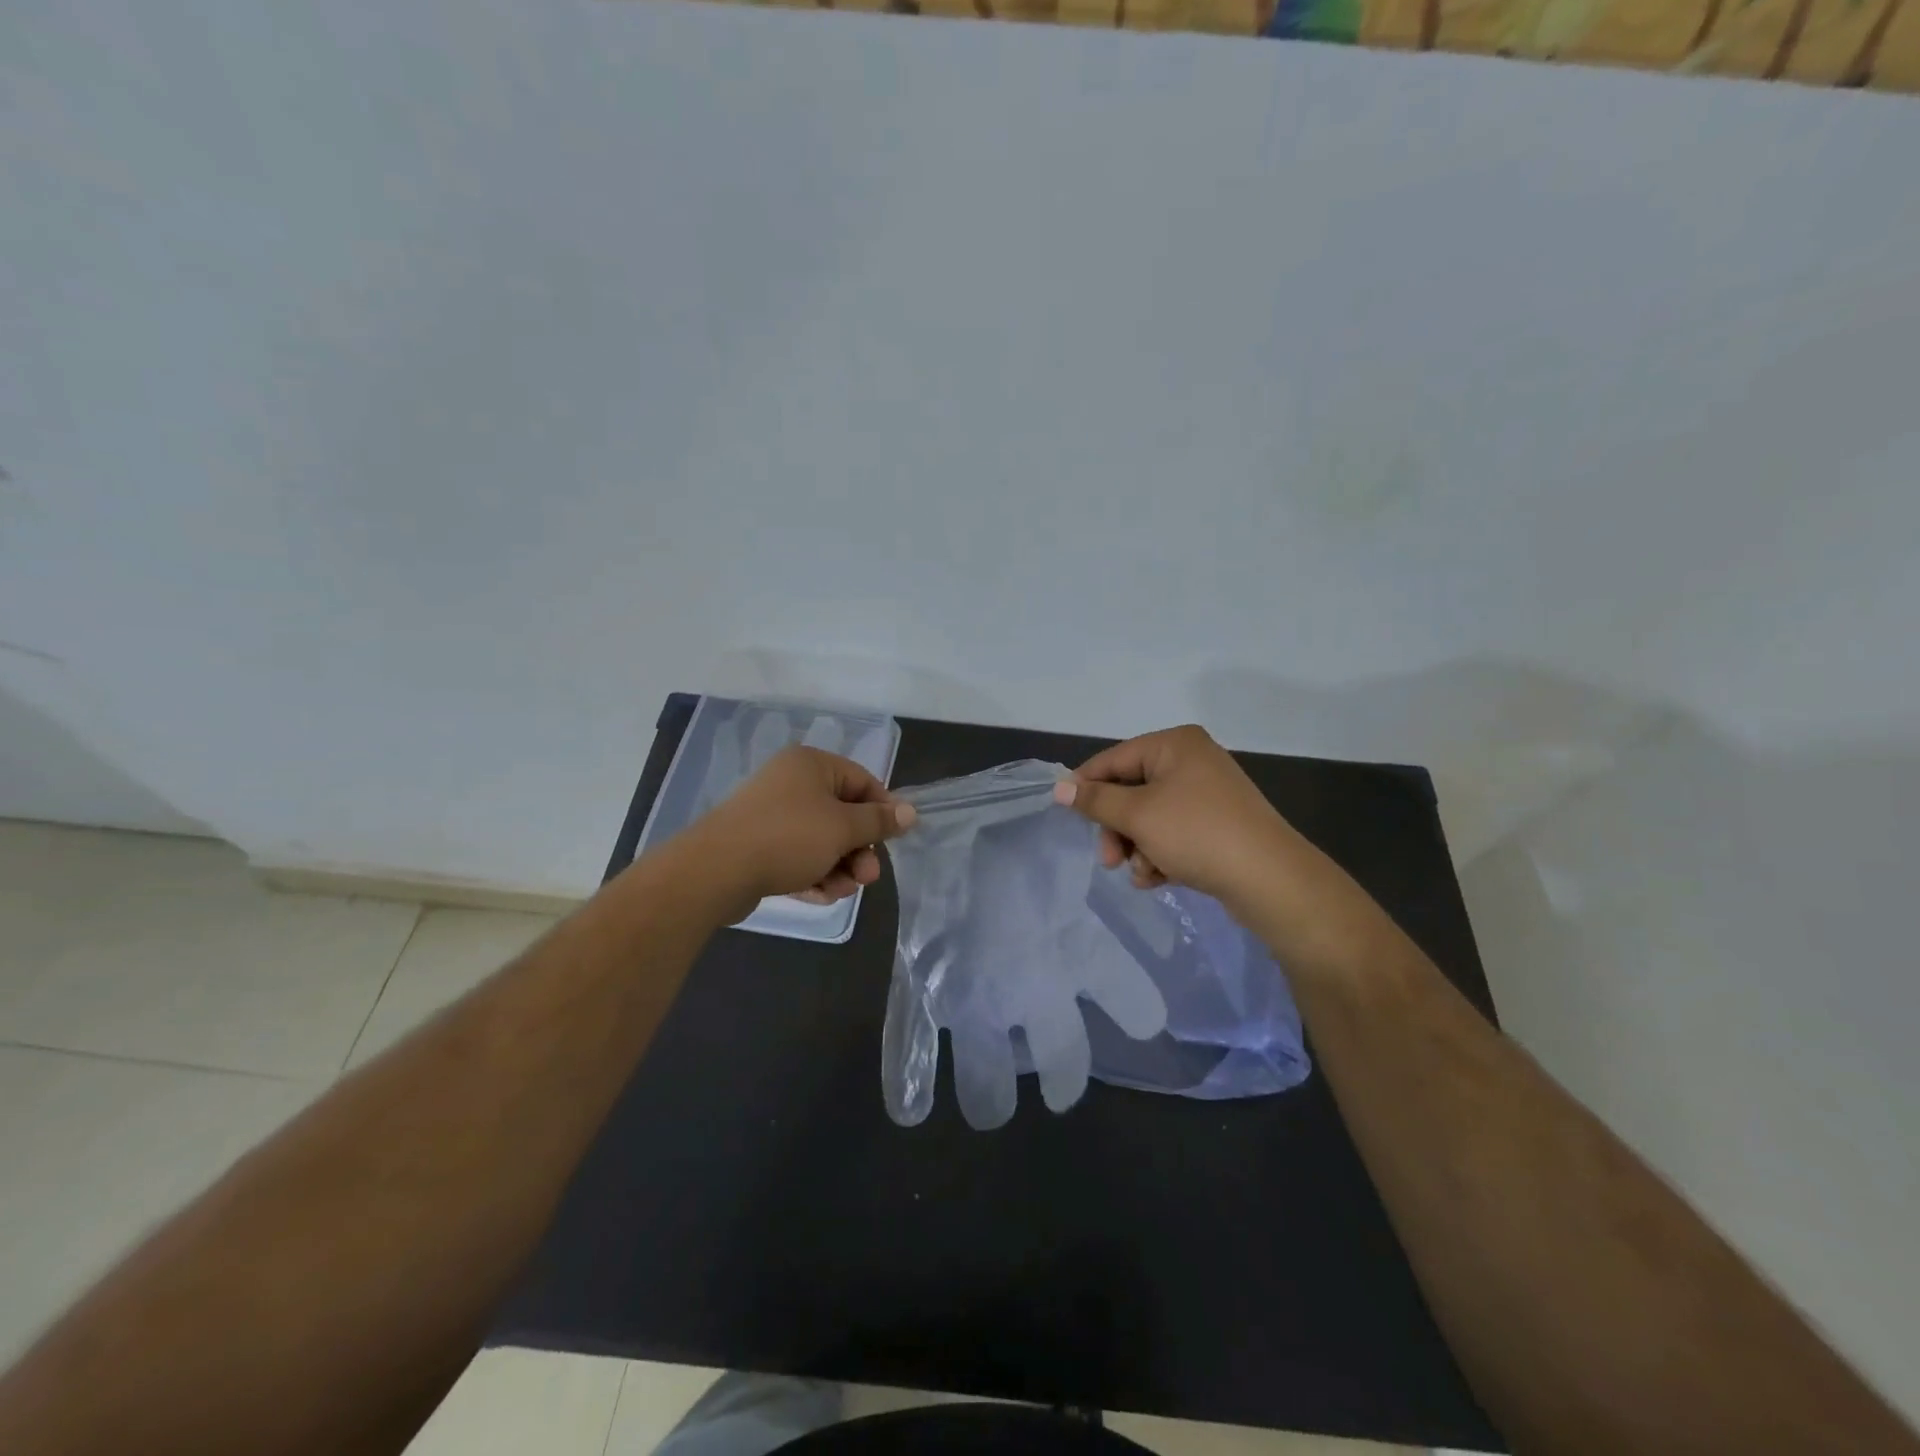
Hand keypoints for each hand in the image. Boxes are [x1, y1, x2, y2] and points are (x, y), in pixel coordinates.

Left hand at [683, 746, 916, 917]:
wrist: (716, 871)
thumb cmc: (789, 837)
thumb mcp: (843, 828)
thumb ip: (878, 821)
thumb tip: (910, 811)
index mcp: (812, 765)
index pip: (862, 781)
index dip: (883, 811)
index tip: (894, 840)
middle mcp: (791, 783)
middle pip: (843, 814)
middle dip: (859, 849)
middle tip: (867, 878)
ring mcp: (772, 814)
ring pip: (822, 840)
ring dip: (839, 867)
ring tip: (840, 891)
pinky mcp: (758, 845)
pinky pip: (798, 856)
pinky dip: (813, 873)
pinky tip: (819, 895)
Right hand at [1051, 724, 1299, 911]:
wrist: (1270, 879)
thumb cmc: (1197, 833)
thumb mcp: (1138, 815)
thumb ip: (1095, 800)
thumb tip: (1058, 788)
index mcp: (1174, 744)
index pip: (1114, 759)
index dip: (1086, 786)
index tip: (1065, 813)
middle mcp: (1191, 761)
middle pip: (1131, 791)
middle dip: (1117, 829)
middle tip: (1108, 860)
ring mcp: (1207, 794)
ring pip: (1149, 818)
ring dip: (1137, 847)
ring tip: (1143, 873)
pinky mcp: (1216, 825)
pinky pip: (1172, 834)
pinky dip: (1160, 855)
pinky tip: (1158, 879)